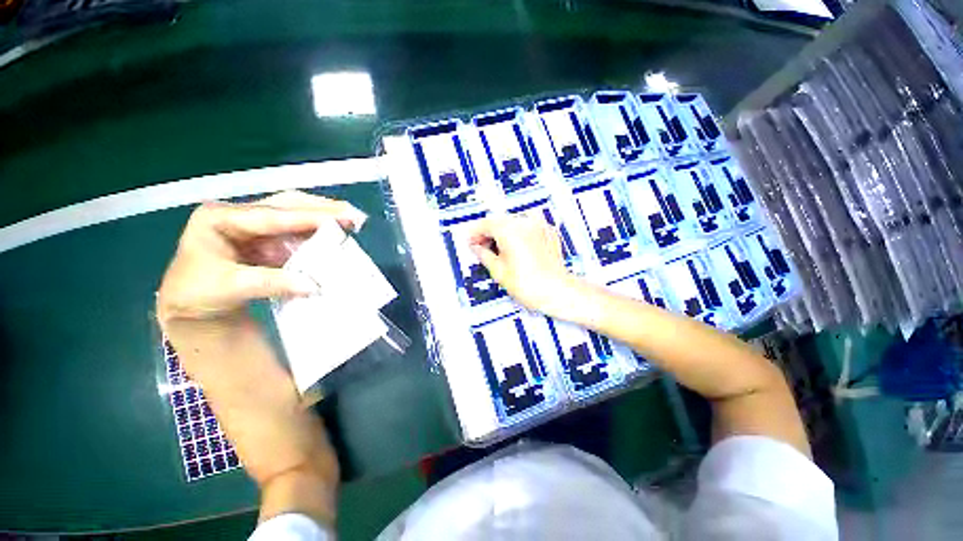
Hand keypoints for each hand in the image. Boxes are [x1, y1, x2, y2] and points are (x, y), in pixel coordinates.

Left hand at [156, 190, 365, 323]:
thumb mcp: (228, 288)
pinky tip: (337, 236)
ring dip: (325, 218)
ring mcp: (258, 226)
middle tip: (354, 215)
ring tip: (353, 222)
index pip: (270, 215)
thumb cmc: (199, 292)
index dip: (307, 218)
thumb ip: (270, 283)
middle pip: (288, 204)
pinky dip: (320, 234)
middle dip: (322, 208)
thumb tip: (314, 285)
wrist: (194, 304)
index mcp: (220, 218)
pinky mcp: (271, 239)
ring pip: (297, 214)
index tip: (340, 220)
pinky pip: (300, 232)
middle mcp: (242, 215)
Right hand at [469, 214, 578, 316]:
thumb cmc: (530, 285)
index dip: (475, 233)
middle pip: (499, 221)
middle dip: (489, 232)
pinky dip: (519, 234)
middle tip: (482, 246)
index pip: (485, 224)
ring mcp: (538, 225)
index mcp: (509, 230)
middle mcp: (524, 223)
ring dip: (503, 232)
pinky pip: (528, 227)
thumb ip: (483, 254)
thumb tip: (476, 248)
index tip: (471, 241)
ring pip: (514, 222)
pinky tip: (517, 247)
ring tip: (499, 249)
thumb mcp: (498, 271)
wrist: (557, 291)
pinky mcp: (548, 231)